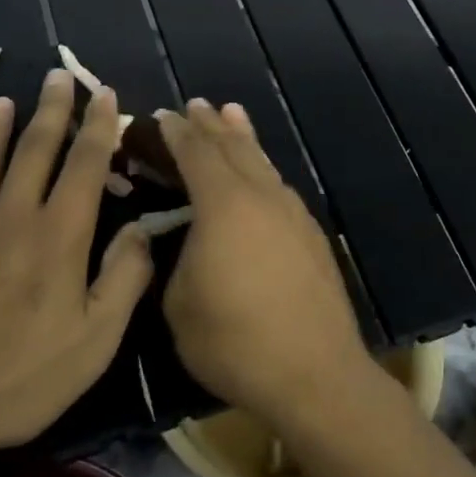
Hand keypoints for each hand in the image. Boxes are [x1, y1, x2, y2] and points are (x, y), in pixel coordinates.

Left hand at [0, 70, 153, 467]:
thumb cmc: (19, 378)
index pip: (84, 165)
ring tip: (4, 100)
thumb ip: (124, 278)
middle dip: (50, 110)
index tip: (104, 93)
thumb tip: (142, 229)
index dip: (99, 126)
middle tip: (57, 75)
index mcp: (58, 236)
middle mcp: (11, 218)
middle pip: (34, 151)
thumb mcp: (95, 340)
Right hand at [157, 100, 372, 425]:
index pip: (196, 154)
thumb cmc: (235, 341)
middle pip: (233, 148)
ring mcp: (293, 214)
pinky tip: (263, 176)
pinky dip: (264, 169)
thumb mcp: (179, 304)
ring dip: (244, 138)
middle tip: (196, 104)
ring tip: (233, 114)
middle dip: (211, 125)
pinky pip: (280, 187)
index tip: (161, 115)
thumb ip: (178, 259)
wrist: (314, 371)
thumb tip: (189, 242)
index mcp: (224, 205)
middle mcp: (262, 196)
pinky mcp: (312, 236)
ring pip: (263, 163)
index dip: (176, 133)